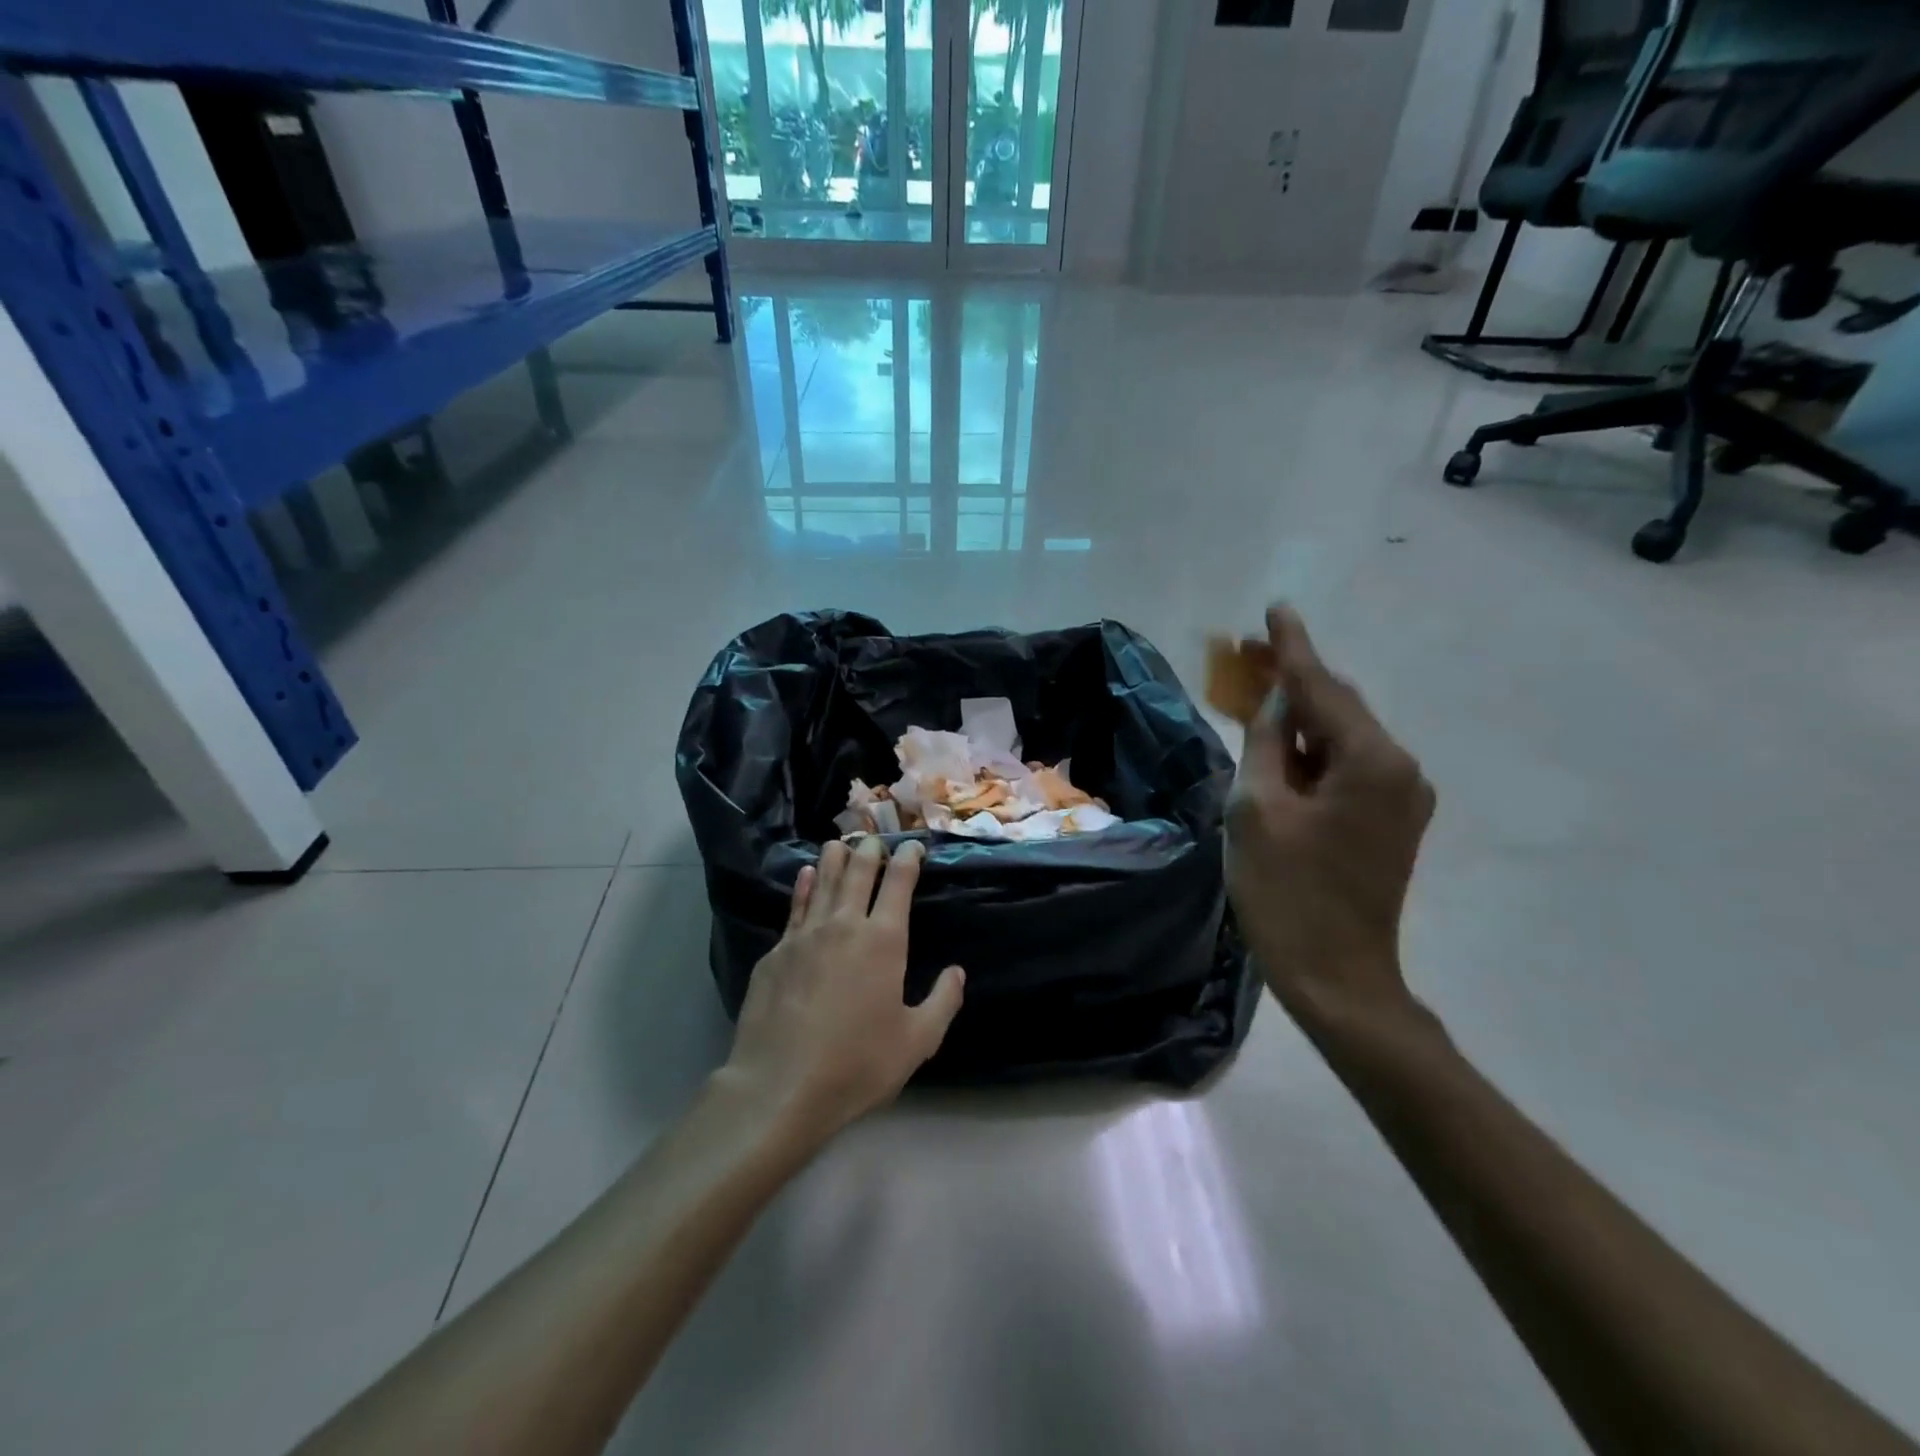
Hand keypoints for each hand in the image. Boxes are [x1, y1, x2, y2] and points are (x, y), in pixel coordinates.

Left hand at [720, 838, 964, 1142]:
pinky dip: (805, 886)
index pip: (898, 883)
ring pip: (824, 882)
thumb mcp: (916, 1042)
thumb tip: (957, 972)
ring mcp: (805, 936)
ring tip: (841, 842)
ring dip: (836, 858)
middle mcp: (844, 925)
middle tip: (876, 839)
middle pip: (859, 873)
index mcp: (883, 941)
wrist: (780, 1086)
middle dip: (871, 850)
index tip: (913, 846)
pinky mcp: (776, 953)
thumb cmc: (857, 1064)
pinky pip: (795, 907)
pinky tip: (807, 875)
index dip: (907, 859)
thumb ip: (943, 1002)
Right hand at [1225, 606, 1434, 1022]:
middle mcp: (1400, 769)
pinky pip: (1348, 765)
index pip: (1320, 687)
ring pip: (1343, 736)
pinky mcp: (1391, 820)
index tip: (1275, 608)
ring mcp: (1402, 797)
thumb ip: (1265, 742)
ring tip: (1256, 696)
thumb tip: (1274, 700)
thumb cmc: (1285, 892)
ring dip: (1300, 716)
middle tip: (1249, 652)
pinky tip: (1282, 745)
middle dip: (1293, 678)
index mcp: (1371, 761)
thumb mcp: (1256, 808)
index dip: (1291, 647)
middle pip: (1338, 707)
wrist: (1335, 976)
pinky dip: (1313, 750)